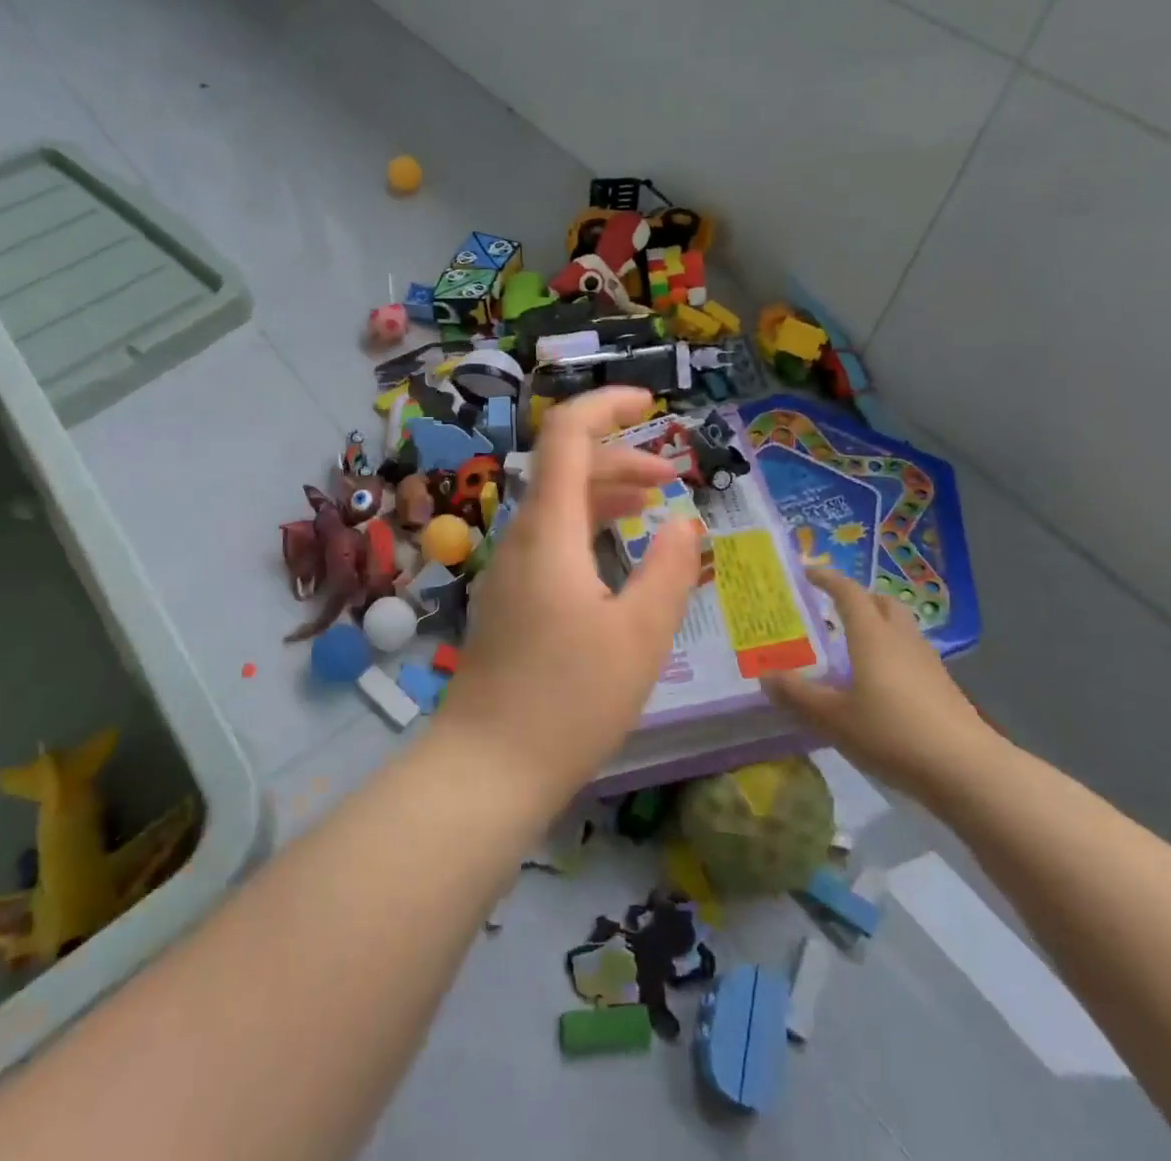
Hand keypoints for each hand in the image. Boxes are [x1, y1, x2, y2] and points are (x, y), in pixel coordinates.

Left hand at [436, 387, 703, 805]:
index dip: (607, 405)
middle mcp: (520, 537)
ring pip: (558, 506)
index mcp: (549, 531)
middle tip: (672, 476)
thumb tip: (683, 521)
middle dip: (621, 458)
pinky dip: (587, 530)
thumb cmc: (570, 700)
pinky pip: (549, 540)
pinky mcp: (508, 599)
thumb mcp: (640, 635)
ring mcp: (508, 568)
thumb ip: (669, 569)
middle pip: (566, 469)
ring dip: (605, 495)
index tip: (652, 402)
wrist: (488, 767)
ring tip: (653, 504)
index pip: (567, 435)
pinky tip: (616, 557)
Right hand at [765, 569, 1001, 801]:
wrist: (966, 769)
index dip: (827, 579)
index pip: (848, 593)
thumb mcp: (834, 718)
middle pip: (881, 602)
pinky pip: (910, 653)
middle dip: (858, 598)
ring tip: (853, 646)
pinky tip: (879, 681)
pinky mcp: (943, 687)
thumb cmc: (892, 733)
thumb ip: (799, 695)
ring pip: (900, 627)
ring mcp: (927, 662)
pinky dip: (891, 652)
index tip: (808, 572)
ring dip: (877, 625)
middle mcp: (900, 639)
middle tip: (833, 608)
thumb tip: (765, 675)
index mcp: (871, 636)